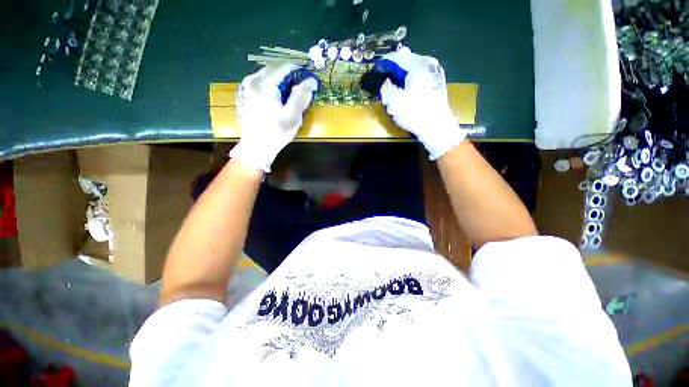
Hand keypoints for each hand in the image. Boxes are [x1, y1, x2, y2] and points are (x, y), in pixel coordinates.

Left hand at [229, 63, 317, 172]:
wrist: (256, 147)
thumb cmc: (276, 133)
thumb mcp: (292, 117)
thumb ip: (301, 96)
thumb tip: (311, 80)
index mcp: (264, 84)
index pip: (286, 66)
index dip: (301, 72)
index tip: (310, 83)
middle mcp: (253, 79)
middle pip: (276, 68)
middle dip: (292, 76)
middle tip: (303, 90)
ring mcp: (248, 85)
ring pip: (270, 74)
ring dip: (284, 81)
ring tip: (293, 96)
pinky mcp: (247, 92)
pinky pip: (265, 81)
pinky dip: (276, 86)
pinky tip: (281, 99)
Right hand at [378, 48, 466, 159]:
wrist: (437, 128)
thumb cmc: (415, 113)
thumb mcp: (394, 101)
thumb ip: (386, 87)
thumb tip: (385, 80)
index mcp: (418, 63)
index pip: (396, 56)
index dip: (383, 65)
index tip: (376, 75)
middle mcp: (428, 63)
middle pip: (404, 63)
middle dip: (393, 74)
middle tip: (385, 87)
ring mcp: (434, 73)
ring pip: (411, 72)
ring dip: (401, 81)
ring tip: (395, 95)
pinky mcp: (436, 83)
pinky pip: (418, 79)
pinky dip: (409, 85)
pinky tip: (406, 98)